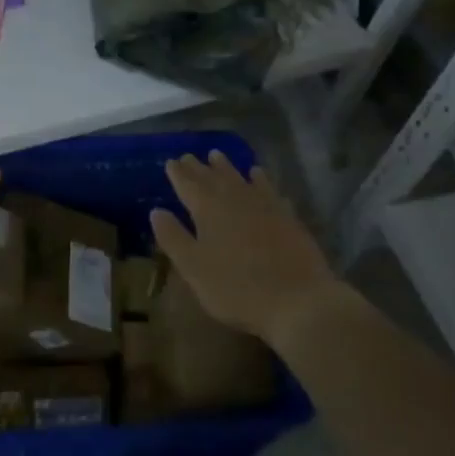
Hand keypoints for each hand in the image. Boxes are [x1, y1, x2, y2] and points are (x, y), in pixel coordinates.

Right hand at [150, 152, 332, 347]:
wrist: (298, 300)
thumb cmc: (237, 288)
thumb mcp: (194, 268)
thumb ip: (173, 238)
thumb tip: (156, 211)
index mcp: (207, 210)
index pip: (188, 185)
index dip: (177, 174)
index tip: (170, 161)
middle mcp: (234, 199)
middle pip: (212, 177)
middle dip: (198, 167)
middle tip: (189, 156)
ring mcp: (264, 205)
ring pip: (240, 177)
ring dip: (226, 166)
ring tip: (217, 155)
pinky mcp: (287, 215)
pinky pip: (268, 188)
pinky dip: (260, 179)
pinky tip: (258, 175)